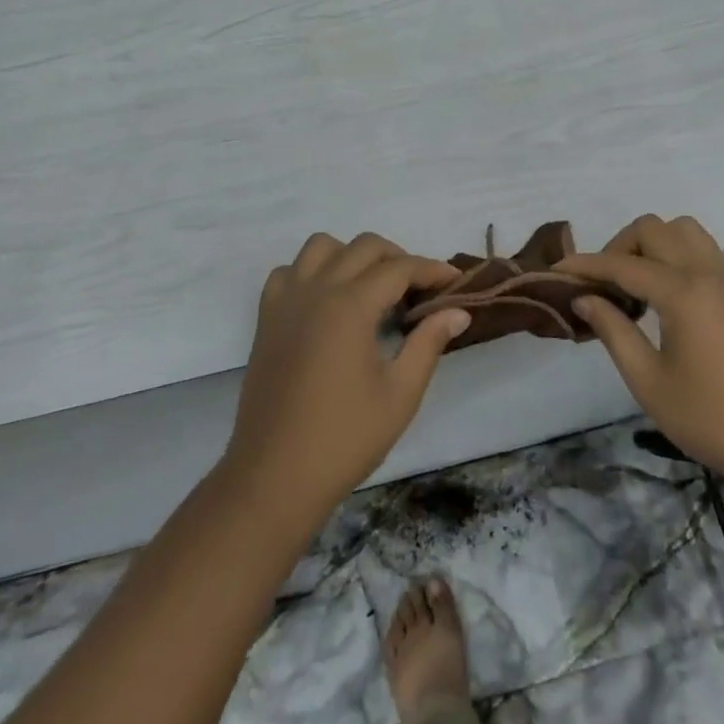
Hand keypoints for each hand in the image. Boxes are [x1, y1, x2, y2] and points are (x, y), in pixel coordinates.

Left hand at [221, 233, 470, 526]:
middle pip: (364, 246)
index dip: (431, 270)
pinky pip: (289, 271)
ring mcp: (286, 300)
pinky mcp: (266, 317)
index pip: (399, 268)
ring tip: (371, 287)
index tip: (455, 281)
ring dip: (353, 255)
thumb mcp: (399, 395)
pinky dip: (312, 271)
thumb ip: (428, 343)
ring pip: (322, 246)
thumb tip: (457, 311)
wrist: (274, 477)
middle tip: (419, 289)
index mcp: (350, 306)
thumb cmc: (344, 439)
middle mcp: (317, 289)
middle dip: (398, 258)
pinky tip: (327, 300)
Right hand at [563, 215, 723, 499]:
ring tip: (633, 286)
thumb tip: (584, 297)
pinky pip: (700, 251)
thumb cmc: (713, 419)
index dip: (585, 265)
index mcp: (682, 292)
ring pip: (682, 231)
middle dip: (619, 247)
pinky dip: (672, 256)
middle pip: (654, 229)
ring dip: (650, 245)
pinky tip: (660, 298)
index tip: (554, 272)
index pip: (622, 263)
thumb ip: (613, 331)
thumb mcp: (649, 382)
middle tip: (602, 286)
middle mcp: (705, 274)